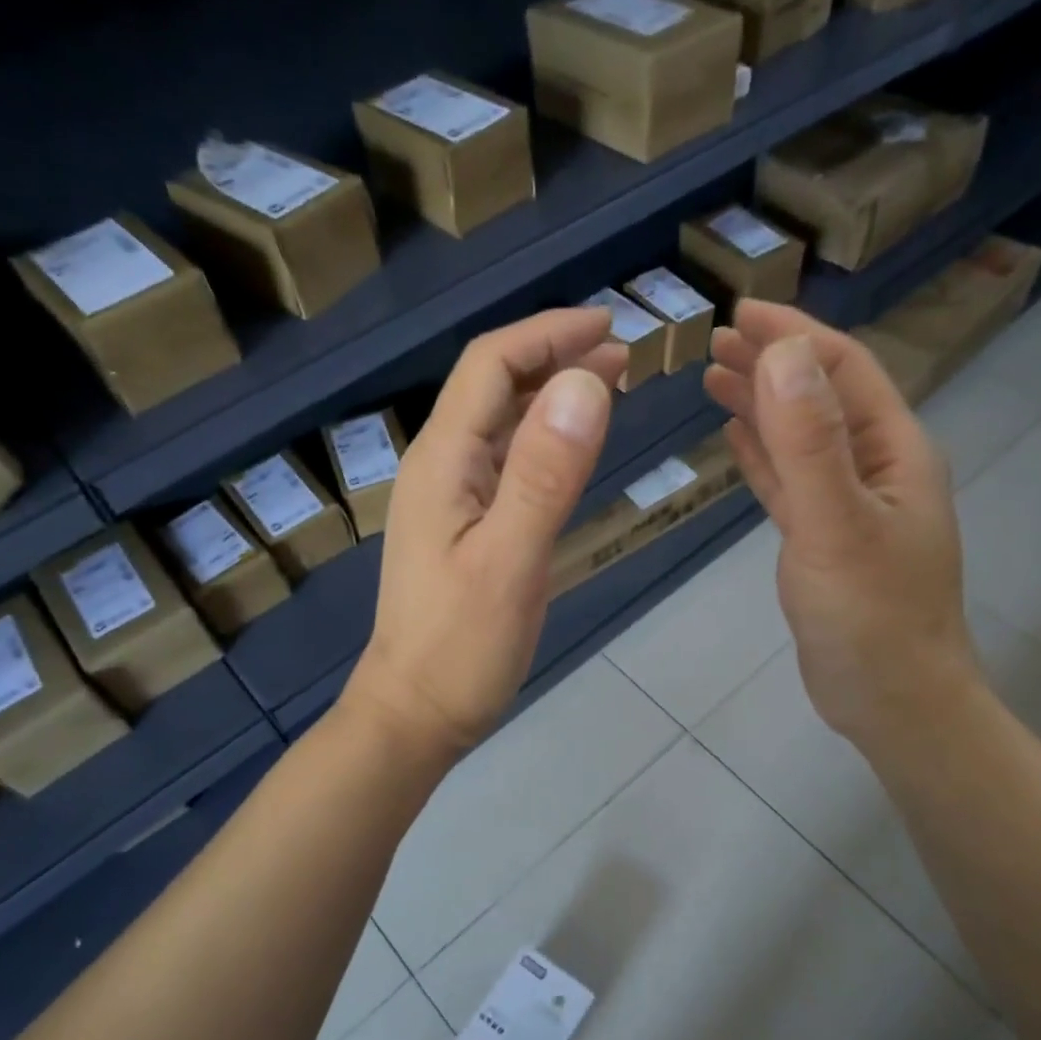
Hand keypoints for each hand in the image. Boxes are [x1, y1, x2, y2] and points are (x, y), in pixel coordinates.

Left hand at [343, 309, 623, 757]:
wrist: (415, 713)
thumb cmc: (460, 648)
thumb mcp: (509, 562)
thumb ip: (544, 474)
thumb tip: (587, 383)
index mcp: (443, 462)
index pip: (492, 366)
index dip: (548, 334)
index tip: (610, 326)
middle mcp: (441, 468)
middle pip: (494, 386)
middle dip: (556, 358)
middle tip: (624, 357)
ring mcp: (450, 500)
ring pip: (502, 424)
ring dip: (552, 396)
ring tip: (610, 387)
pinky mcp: (464, 529)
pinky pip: (506, 464)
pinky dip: (544, 441)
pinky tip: (573, 449)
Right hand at [704, 300, 980, 745]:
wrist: (892, 700)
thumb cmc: (871, 615)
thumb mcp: (836, 523)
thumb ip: (809, 441)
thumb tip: (782, 353)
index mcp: (893, 450)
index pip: (842, 370)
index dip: (792, 335)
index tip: (738, 313)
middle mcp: (875, 468)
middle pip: (820, 398)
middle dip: (771, 363)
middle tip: (713, 343)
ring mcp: (849, 506)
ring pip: (802, 439)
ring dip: (762, 406)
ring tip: (714, 380)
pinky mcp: (825, 541)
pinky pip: (791, 483)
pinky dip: (764, 457)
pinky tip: (737, 440)